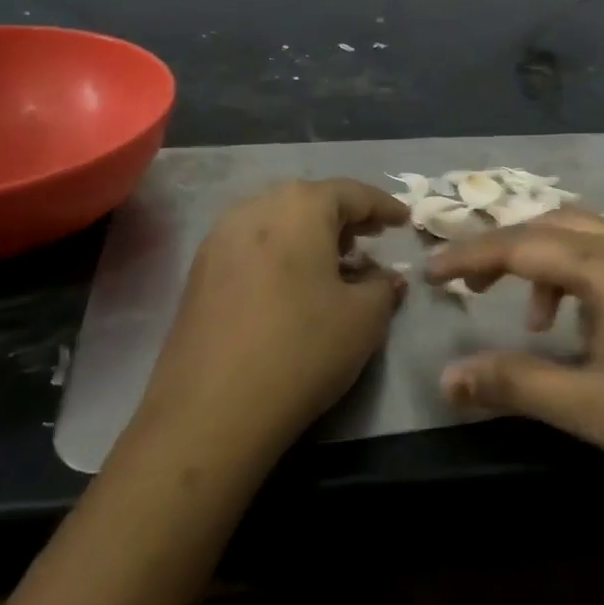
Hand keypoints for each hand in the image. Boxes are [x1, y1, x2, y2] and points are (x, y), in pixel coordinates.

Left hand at [128, 179, 408, 465]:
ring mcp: (219, 238)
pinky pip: (252, 246)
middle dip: (344, 218)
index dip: (383, 206)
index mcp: (300, 206)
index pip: (352, 192)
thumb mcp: (364, 319)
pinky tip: (293, 285)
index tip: (404, 221)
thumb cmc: (301, 349)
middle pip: (310, 201)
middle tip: (370, 238)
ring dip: (309, 235)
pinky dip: (280, 253)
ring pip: (277, 221)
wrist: (210, 412)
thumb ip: (383, 287)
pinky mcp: (199, 272)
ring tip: (334, 262)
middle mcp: (256, 207)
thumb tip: (387, 277)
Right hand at [429, 212, 603, 516]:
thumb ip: (515, 384)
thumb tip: (447, 376)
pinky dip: (579, 274)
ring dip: (545, 262)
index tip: (430, 272)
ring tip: (532, 320)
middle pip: (551, 226)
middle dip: (504, 250)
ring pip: (584, 235)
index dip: (470, 258)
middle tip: (467, 286)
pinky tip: (584, 325)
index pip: (522, 246)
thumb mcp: (590, 409)